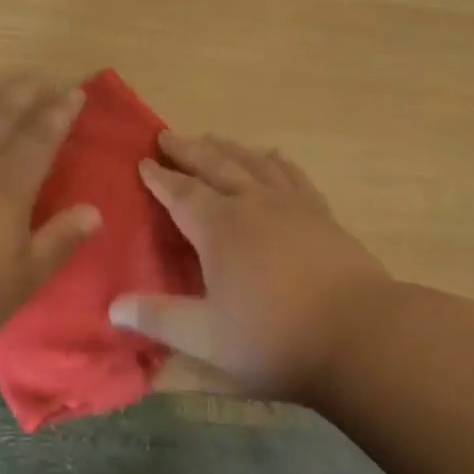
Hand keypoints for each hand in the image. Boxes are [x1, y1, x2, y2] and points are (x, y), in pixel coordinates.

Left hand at [0, 73, 100, 352]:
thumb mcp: (23, 277)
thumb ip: (59, 240)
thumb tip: (95, 212)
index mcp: (10, 181)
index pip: (42, 135)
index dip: (60, 112)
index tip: (74, 92)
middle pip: (6, 113)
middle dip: (28, 93)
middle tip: (43, 78)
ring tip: (8, 88)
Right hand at [108, 131, 392, 401]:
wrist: (360, 334)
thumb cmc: (276, 338)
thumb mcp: (207, 338)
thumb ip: (160, 318)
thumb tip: (113, 306)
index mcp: (219, 227)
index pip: (181, 193)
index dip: (160, 178)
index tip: (144, 162)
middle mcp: (251, 203)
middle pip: (214, 165)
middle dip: (188, 150)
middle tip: (168, 136)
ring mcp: (290, 204)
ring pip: (252, 162)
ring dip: (227, 148)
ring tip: (212, 138)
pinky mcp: (320, 213)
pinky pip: (292, 175)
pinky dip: (276, 161)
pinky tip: (273, 156)